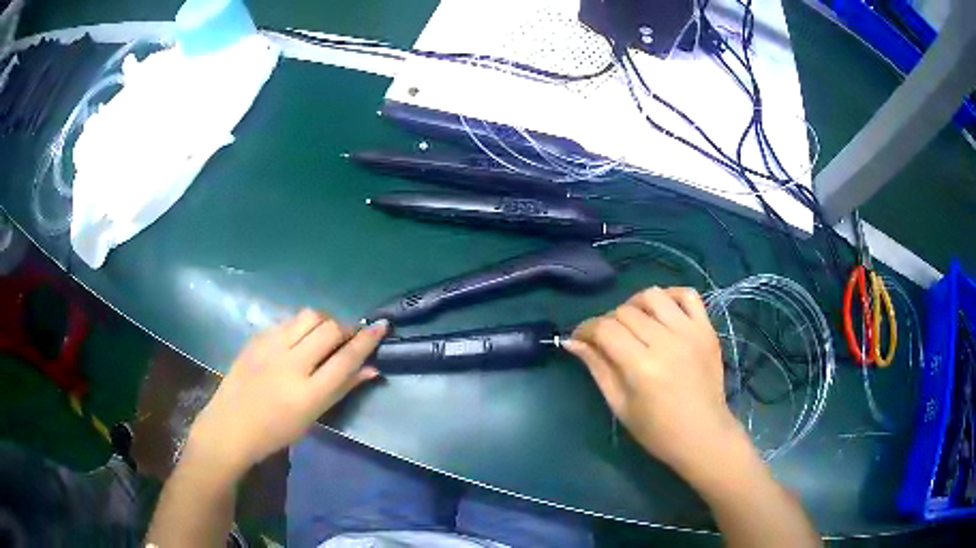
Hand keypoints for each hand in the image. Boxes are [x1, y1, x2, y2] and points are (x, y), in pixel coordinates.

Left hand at [186, 310, 387, 475]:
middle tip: (348, 337)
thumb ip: (342, 388)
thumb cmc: (277, 431)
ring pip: (309, 315)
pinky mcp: (257, 337)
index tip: (382, 326)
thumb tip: (372, 369)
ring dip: (324, 321)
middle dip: (346, 328)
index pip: (346, 359)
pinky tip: (298, 340)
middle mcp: (290, 364)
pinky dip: (301, 326)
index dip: (367, 340)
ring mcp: (270, 347)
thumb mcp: (313, 416)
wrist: (231, 425)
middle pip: (329, 329)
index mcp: (307, 393)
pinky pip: (288, 320)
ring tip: (324, 335)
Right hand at [566, 287, 745, 476]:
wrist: (703, 435)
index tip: (579, 338)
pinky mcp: (707, 330)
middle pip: (626, 311)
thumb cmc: (657, 431)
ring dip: (635, 304)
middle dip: (607, 321)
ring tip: (634, 323)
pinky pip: (688, 295)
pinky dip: (671, 296)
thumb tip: (572, 342)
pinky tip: (662, 312)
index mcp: (642, 367)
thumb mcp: (620, 405)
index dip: (585, 329)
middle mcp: (667, 342)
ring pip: (653, 295)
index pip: (605, 329)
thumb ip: (597, 368)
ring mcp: (691, 332)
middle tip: (607, 339)